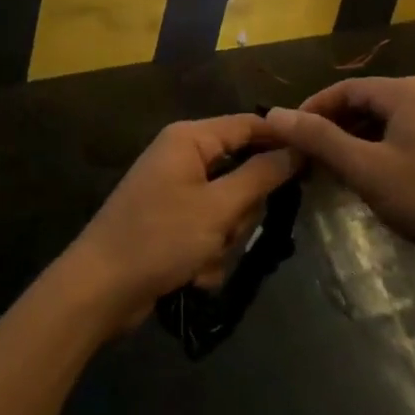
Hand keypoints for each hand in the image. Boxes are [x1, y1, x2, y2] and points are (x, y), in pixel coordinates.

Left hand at [61, 116, 299, 335]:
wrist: (99, 290)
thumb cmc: (159, 239)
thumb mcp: (217, 208)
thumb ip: (260, 176)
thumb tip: (297, 149)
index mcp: (189, 139)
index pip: (249, 124)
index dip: (282, 140)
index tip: (315, 161)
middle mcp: (182, 157)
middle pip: (241, 171)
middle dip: (242, 210)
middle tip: (229, 230)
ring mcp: (176, 191)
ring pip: (229, 207)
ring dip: (224, 238)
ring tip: (203, 258)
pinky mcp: (171, 222)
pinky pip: (209, 229)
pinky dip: (207, 253)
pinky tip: (192, 272)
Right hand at [264, 77, 414, 273]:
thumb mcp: (366, 169)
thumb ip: (319, 139)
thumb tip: (274, 114)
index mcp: (407, 91)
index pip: (345, 89)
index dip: (312, 110)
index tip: (287, 137)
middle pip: (366, 104)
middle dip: (333, 129)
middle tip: (306, 159)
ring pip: (386, 124)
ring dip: (355, 143)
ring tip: (332, 173)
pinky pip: (406, 139)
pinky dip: (380, 153)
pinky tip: (371, 181)